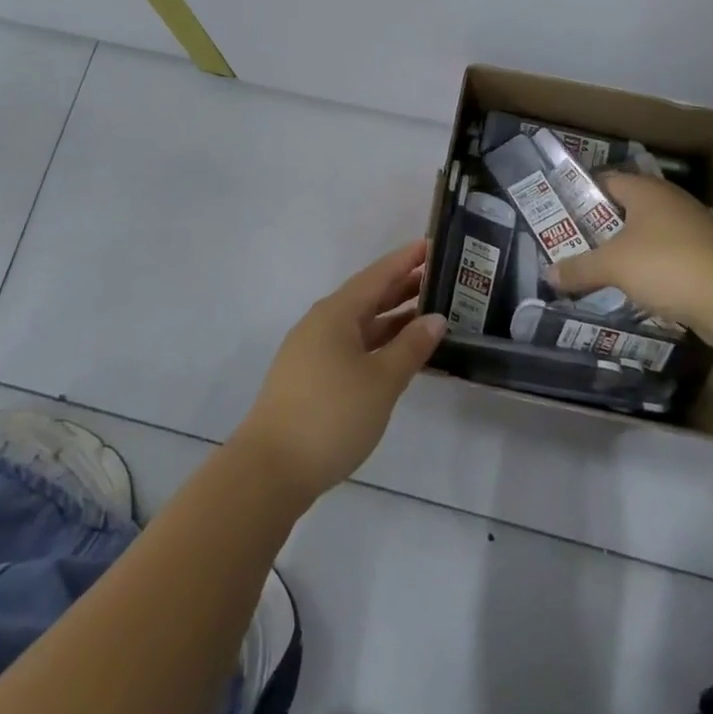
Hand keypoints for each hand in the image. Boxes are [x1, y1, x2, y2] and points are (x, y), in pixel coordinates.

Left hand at [232, 240, 446, 501]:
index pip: (378, 275)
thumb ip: (411, 347)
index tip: (432, 244)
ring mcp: (312, 350)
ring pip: (360, 324)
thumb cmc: (331, 415)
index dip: (406, 260)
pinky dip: (378, 343)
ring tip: (428, 315)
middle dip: (402, 287)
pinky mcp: (310, 377)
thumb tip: (436, 318)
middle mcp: (322, 323)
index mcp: (336, 312)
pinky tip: (397, 356)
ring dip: (392, 318)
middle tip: (441, 280)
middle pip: (367, 296)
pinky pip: (351, 346)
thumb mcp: (381, 381)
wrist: (271, 469)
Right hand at [548, 172, 712, 335]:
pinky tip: (635, 286)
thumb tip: (548, 273)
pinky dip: (651, 267)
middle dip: (601, 225)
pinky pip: (668, 256)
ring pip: (648, 233)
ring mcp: (693, 228)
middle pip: (627, 207)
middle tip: (574, 242)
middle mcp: (670, 201)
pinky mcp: (707, 256)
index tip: (560, 213)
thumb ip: (579, 268)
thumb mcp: (613, 266)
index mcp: (646, 190)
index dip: (582, 194)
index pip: (606, 180)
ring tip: (599, 266)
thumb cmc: (667, 265)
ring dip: (627, 248)